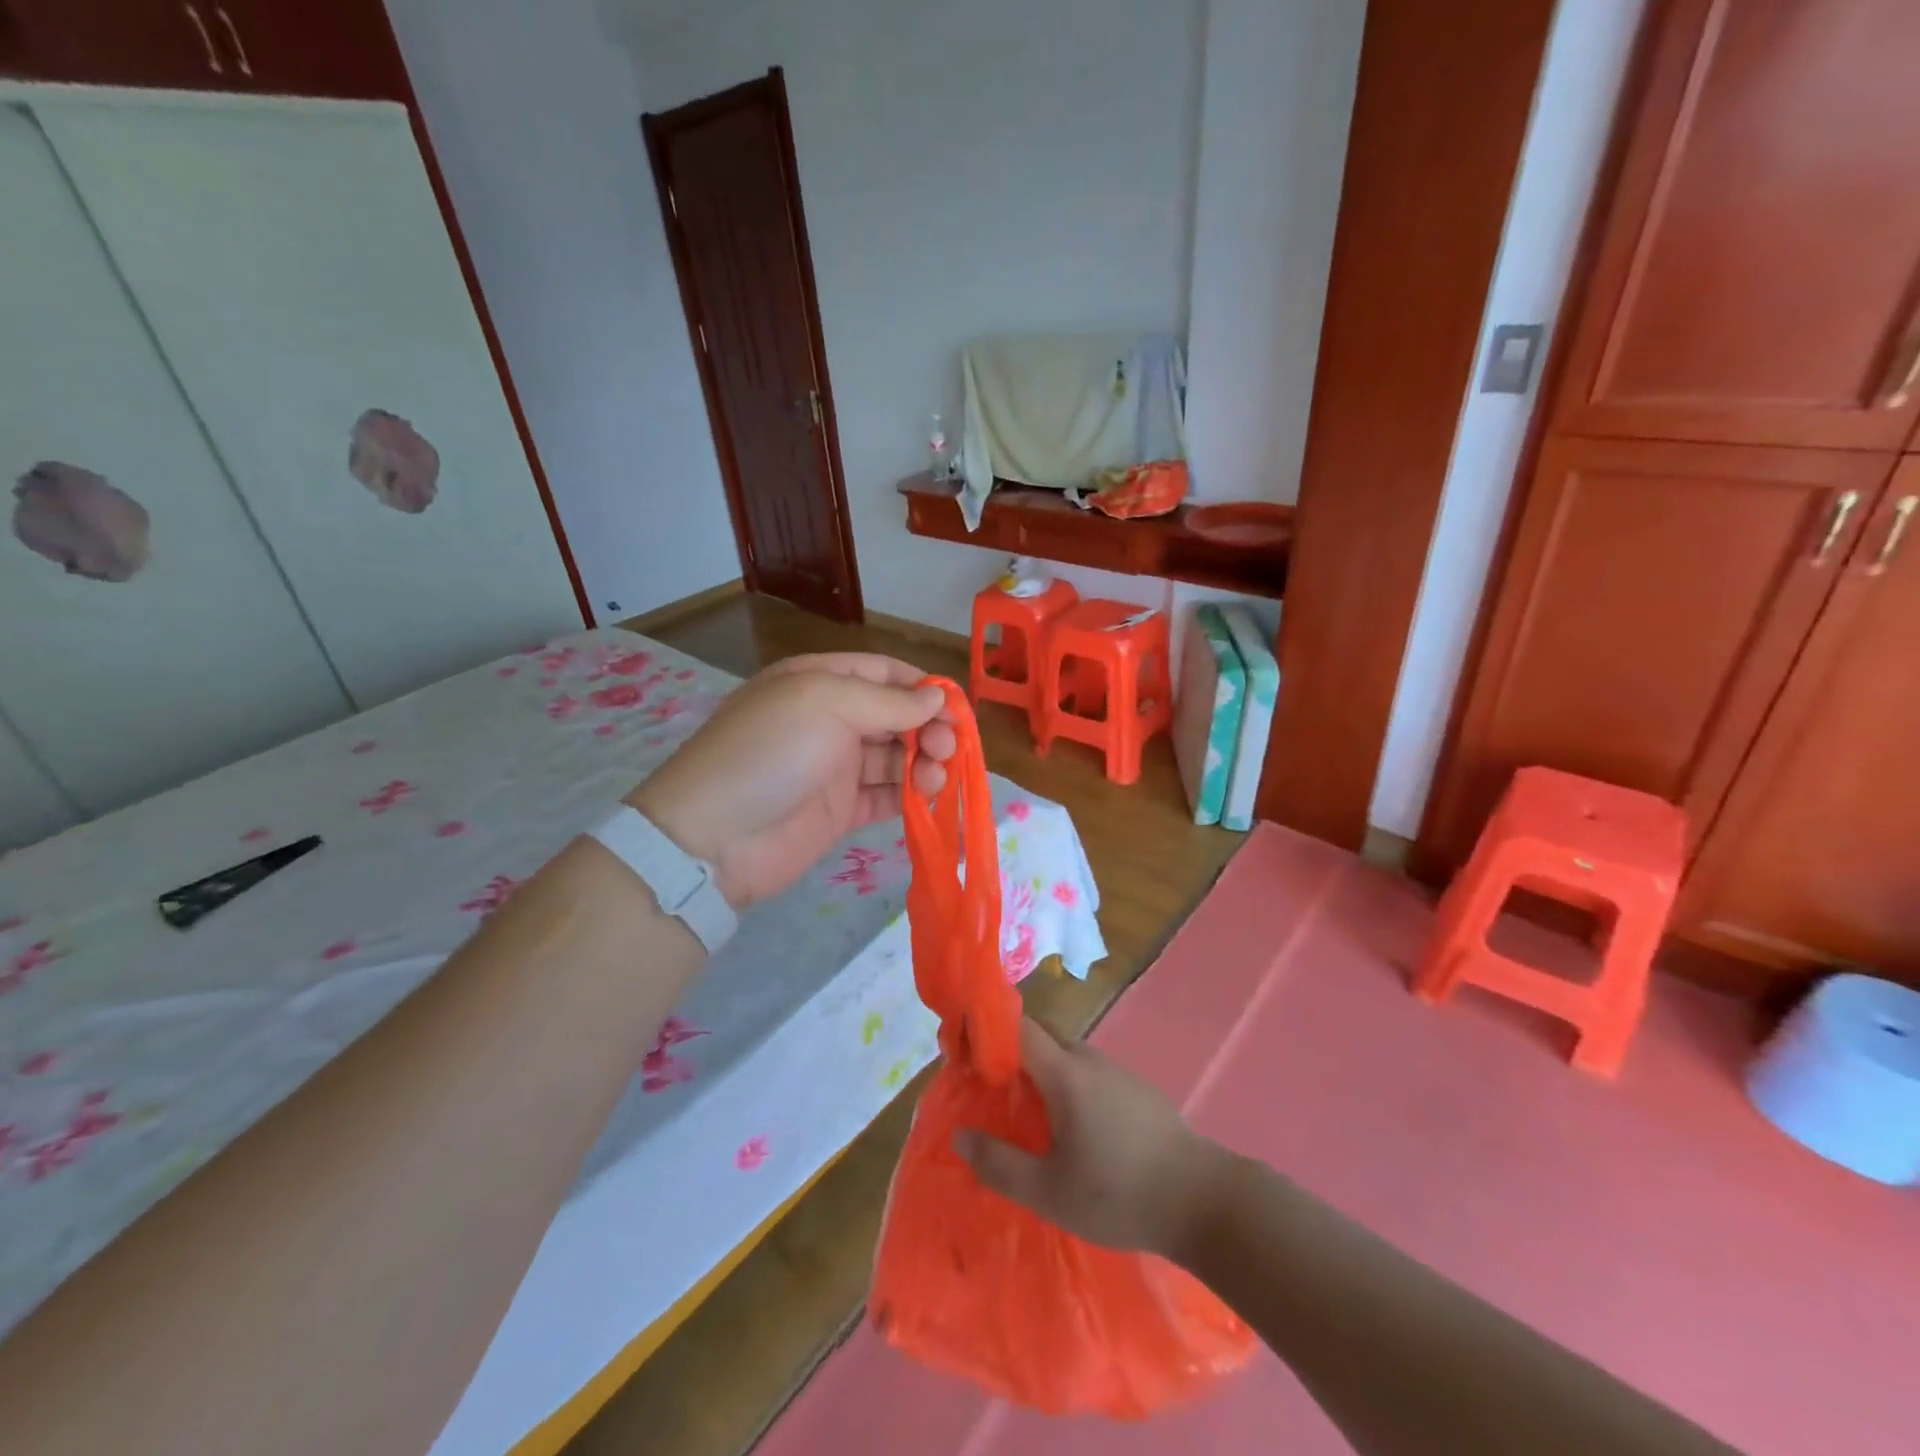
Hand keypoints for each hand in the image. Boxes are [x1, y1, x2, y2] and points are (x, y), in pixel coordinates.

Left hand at [628, 653, 956, 911]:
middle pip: (895, 716)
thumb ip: (887, 701)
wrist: (714, 838)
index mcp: (818, 681)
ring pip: (895, 757)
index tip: (955, 708)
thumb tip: (937, 696)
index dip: (922, 686)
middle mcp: (829, 720)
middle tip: (948, 749)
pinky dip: (910, 794)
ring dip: (924, 762)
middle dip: (928, 727)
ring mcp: (835, 767)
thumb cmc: (770, 752)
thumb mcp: (825, 704)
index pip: (883, 673)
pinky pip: (886, 795)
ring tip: (937, 777)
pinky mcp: (841, 810)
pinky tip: (928, 797)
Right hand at [956, 1018, 1230, 1258]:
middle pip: (1041, 1035)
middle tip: (986, 1084)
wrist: (1204, 1202)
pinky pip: (1088, 1072)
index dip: (986, 1028)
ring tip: (1024, 1109)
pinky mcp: (1136, 1089)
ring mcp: (1117, 1071)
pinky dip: (1065, 1082)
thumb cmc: (1119, 1193)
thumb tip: (960, 1135)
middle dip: (1008, 1049)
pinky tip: (1069, 1125)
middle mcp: (1090, 1059)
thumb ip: (999, 1163)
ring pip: (1066, 1054)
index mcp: (1065, 1073)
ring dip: (1039, 1068)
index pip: (1017, 1026)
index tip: (961, 1048)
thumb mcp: (1049, 1192)